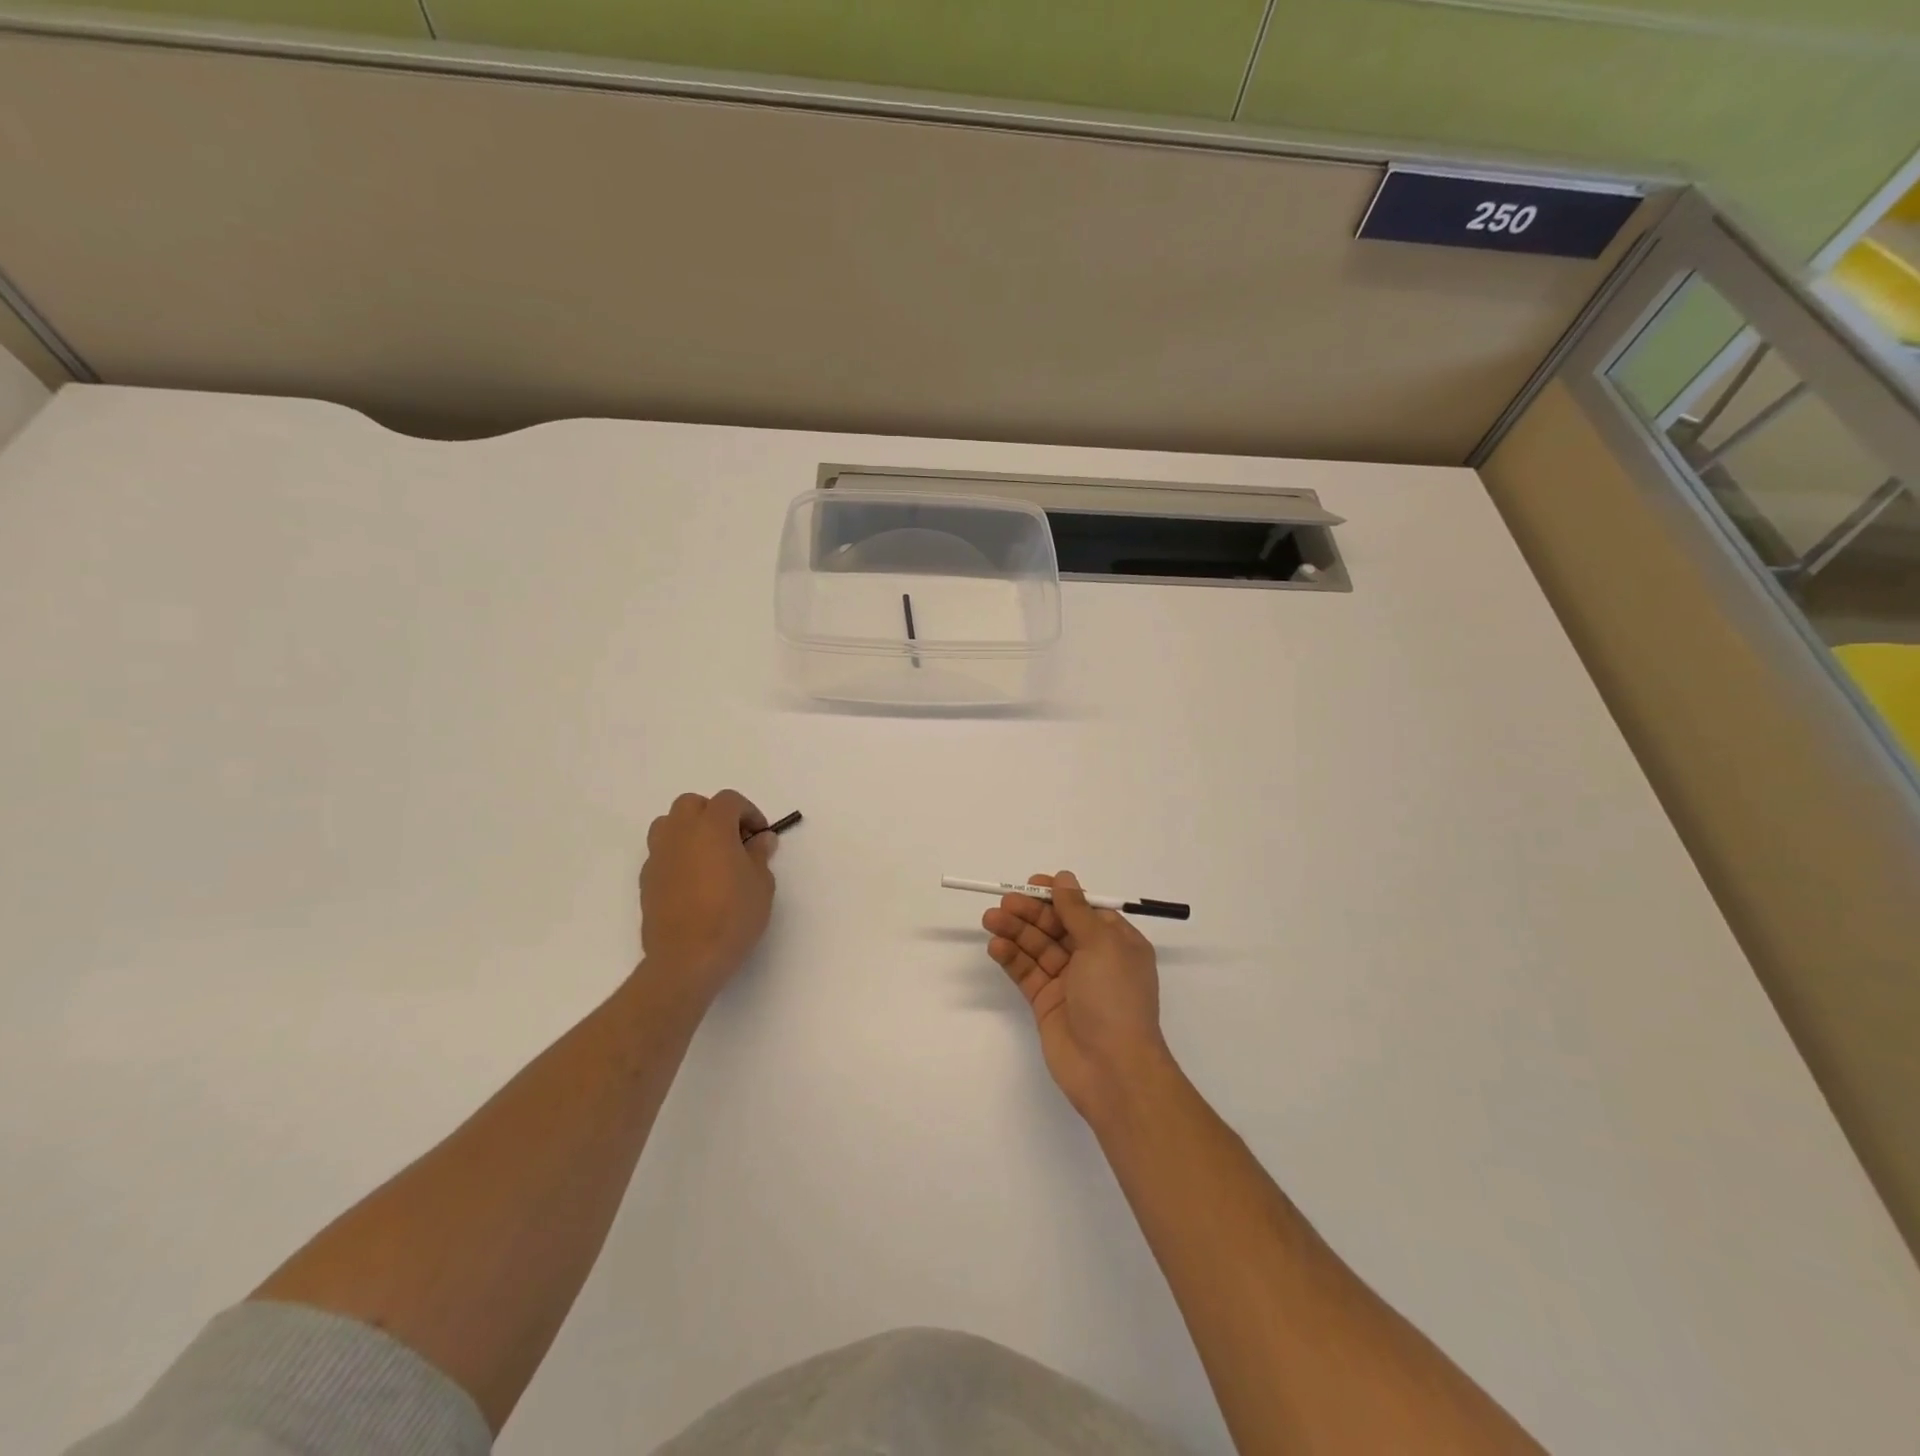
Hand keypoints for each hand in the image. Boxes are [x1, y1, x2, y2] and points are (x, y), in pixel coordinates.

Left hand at [639, 790, 776, 998]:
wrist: (687, 959)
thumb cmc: (733, 916)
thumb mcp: (761, 884)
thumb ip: (760, 854)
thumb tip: (760, 839)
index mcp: (711, 826)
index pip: (729, 800)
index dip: (748, 812)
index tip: (760, 835)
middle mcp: (680, 833)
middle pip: (692, 804)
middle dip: (714, 814)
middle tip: (733, 840)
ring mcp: (658, 856)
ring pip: (668, 824)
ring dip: (689, 830)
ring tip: (709, 856)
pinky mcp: (646, 880)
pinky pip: (661, 853)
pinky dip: (677, 855)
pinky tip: (693, 881)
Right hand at [984, 871, 1175, 1125]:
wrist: (1112, 1070)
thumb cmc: (1114, 998)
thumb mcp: (1101, 945)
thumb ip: (1076, 911)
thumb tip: (1064, 878)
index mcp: (1117, 943)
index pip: (1084, 910)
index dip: (1059, 896)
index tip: (1033, 884)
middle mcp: (1094, 960)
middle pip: (1057, 926)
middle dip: (1031, 912)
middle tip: (1005, 903)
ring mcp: (1069, 983)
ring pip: (1038, 948)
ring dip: (1016, 931)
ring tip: (991, 919)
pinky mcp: (1047, 1003)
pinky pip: (1027, 973)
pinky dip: (1012, 958)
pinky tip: (996, 946)